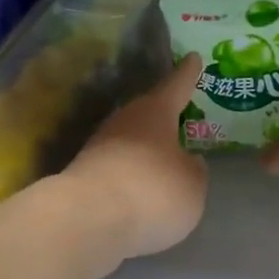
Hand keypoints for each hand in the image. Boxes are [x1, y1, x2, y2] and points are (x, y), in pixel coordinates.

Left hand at [63, 53, 207, 266]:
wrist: (88, 221)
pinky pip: (119, 170)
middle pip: (148, 114)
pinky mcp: (85, 177)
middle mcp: (124, 122)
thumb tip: (186, 163)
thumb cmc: (153, 192)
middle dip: (164, 116)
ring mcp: (99, 148)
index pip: (176, 85)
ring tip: (166, 162)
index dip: (188, 73)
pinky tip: (143, 192)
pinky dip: (132, 177)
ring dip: (146, 150)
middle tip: (181, 116)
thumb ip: (194, 170)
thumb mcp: (193, 184)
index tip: (193, 57)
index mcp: (155, 112)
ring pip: (131, 142)